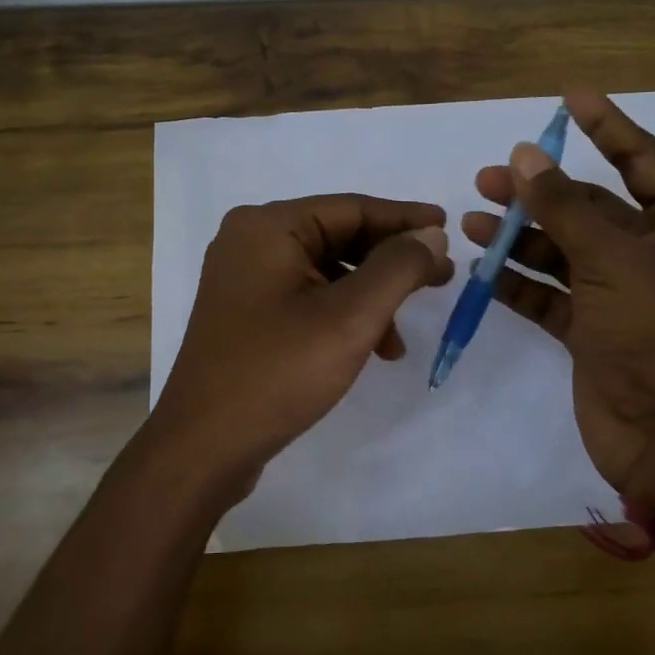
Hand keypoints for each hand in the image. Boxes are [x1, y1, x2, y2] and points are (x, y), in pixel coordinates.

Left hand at [147, 194, 454, 501]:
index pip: (351, 208)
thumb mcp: (350, 317)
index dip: (405, 220)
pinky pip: (307, 298)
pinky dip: (342, 316)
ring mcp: (245, 279)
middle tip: (441, 279)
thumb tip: (430, 236)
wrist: (204, 446)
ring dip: (370, 298)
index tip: (450, 231)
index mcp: (268, 227)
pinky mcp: (247, 314)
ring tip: (402, 337)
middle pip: (338, 237)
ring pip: (326, 272)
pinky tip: (371, 349)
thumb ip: (397, 268)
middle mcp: (251, 241)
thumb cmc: (277, 372)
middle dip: (391, 263)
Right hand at [462, 90, 654, 508]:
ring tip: (473, 222)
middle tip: (490, 178)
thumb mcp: (612, 260)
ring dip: (521, 238)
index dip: (607, 126)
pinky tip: (482, 270)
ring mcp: (621, 296)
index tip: (568, 98)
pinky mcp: (592, 332)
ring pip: (563, 252)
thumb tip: (525, 156)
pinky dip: (519, 282)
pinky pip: (550, 295)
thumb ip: (563, 207)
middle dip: (542, 193)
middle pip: (591, 209)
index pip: (642, 162)